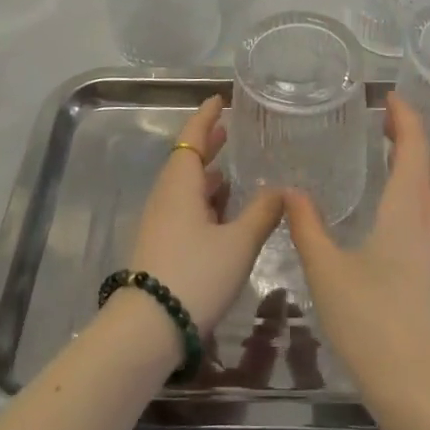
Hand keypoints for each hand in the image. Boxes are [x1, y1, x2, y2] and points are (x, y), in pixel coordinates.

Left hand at [127, 97, 283, 330]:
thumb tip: (282, 188)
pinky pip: (184, 208)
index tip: (218, 100)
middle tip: (228, 130)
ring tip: (231, 170)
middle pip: (187, 160)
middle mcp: (167, 195)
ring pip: (185, 186)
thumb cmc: (195, 274)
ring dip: (206, 174)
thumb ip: (262, 212)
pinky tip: (222, 213)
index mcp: (181, 183)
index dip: (206, 117)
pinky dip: (204, 200)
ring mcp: (160, 222)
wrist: (147, 329)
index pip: (192, 137)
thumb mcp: (238, 243)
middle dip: (207, 144)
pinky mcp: (160, 246)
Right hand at [285, 95, 429, 423]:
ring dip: (416, 159)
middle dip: (411, 133)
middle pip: (429, 161)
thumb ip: (307, 225)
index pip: (415, 145)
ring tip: (389, 148)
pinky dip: (417, 185)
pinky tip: (395, 200)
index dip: (405, 117)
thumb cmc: (373, 322)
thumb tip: (289, 190)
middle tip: (385, 115)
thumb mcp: (327, 271)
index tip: (388, 96)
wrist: (423, 390)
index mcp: (408, 208)